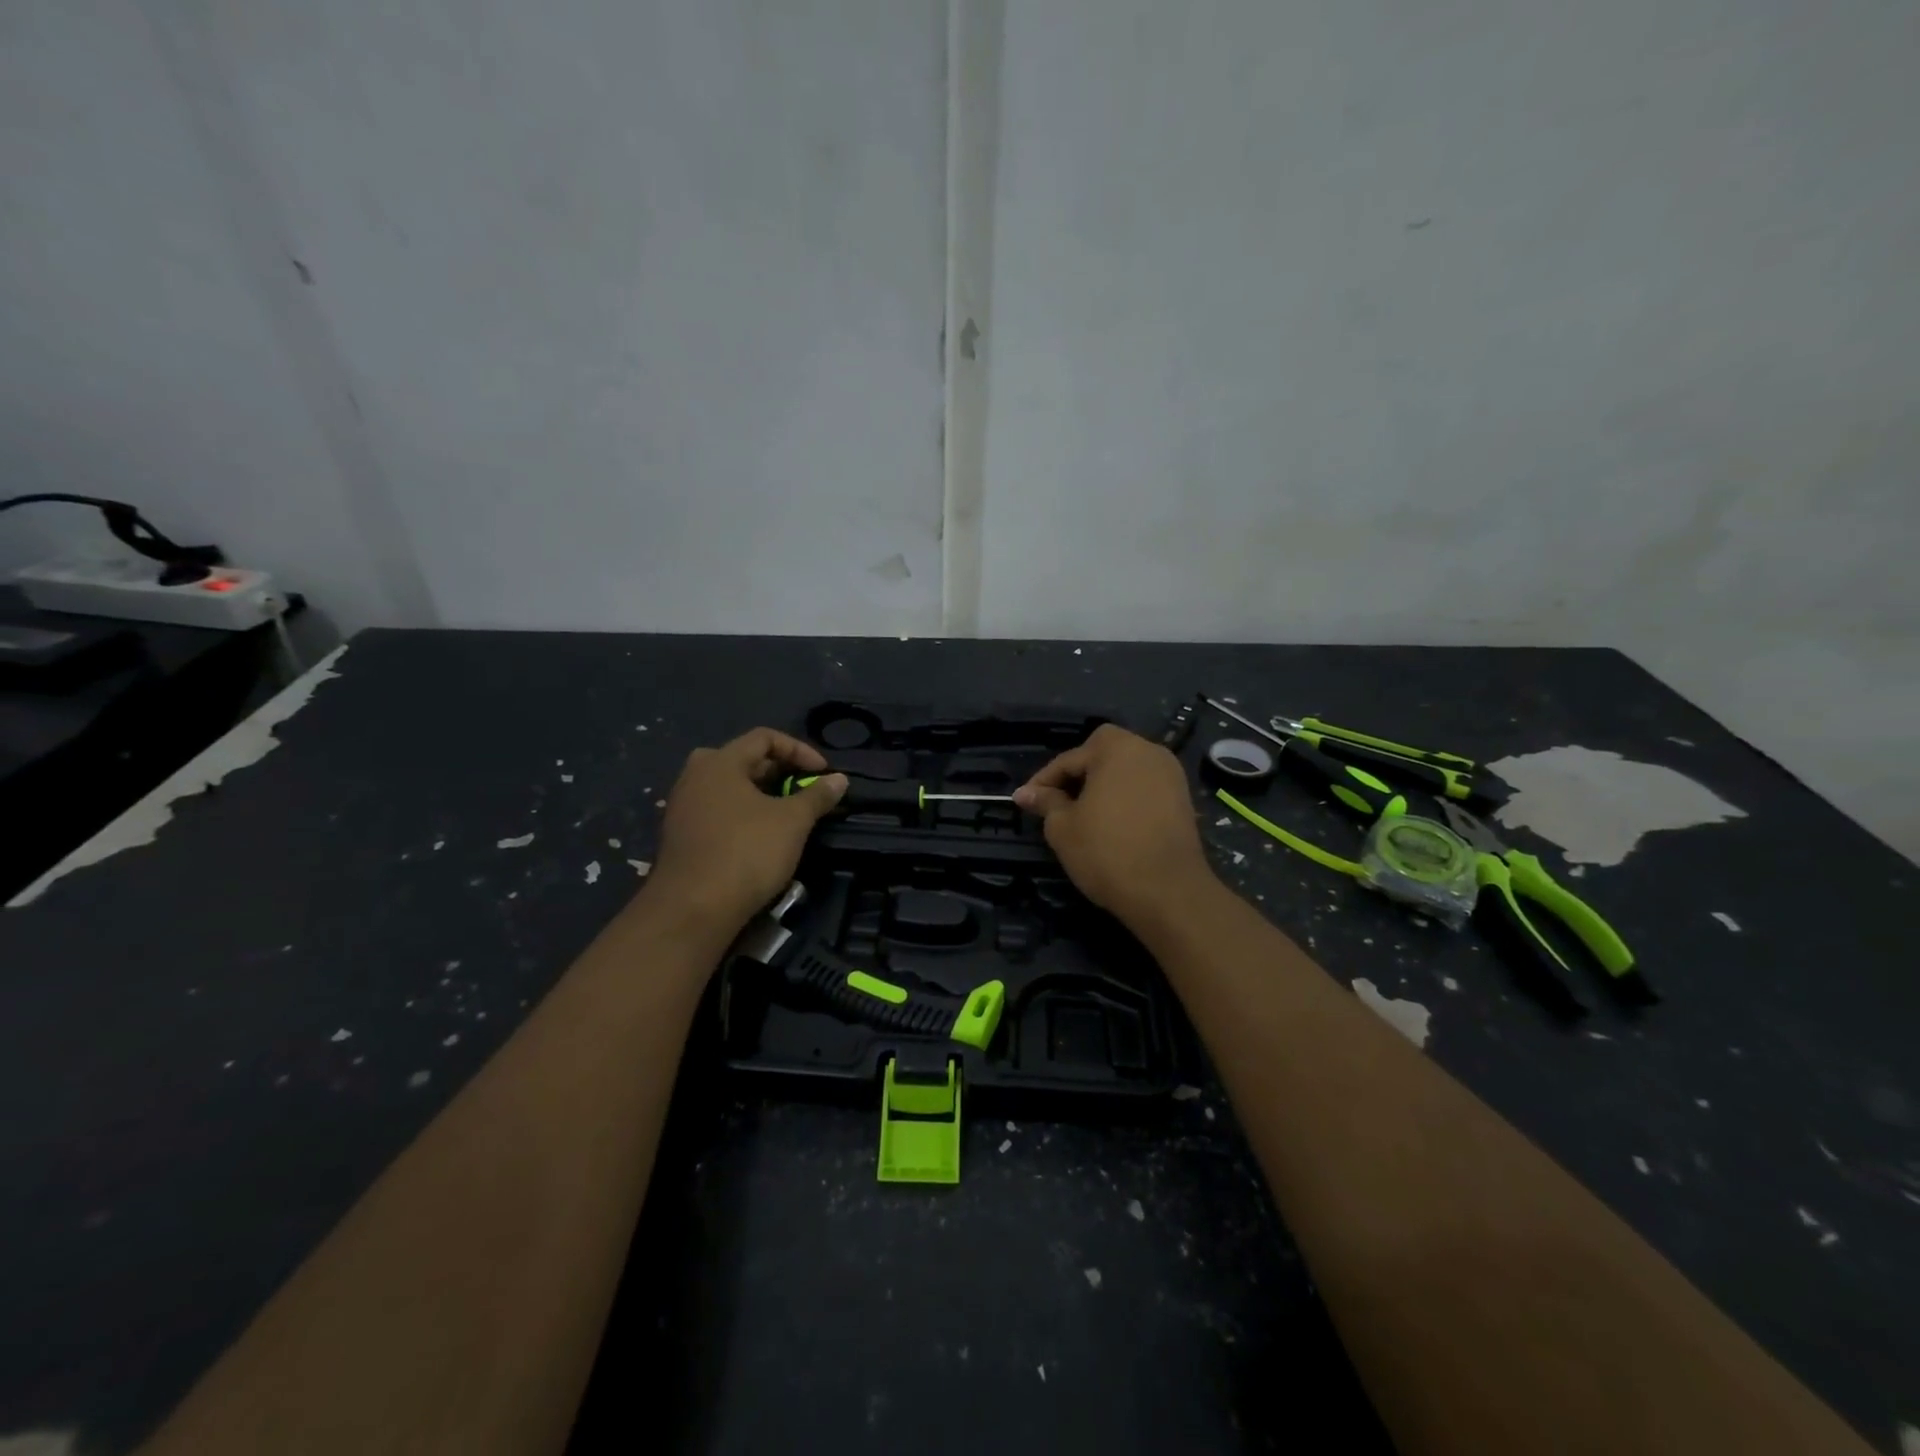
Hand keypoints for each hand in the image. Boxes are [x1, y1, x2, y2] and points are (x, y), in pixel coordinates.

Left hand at [644, 728, 845, 941]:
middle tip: (800, 789)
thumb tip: (840, 779)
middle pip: (742, 759)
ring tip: (784, 814)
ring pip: (727, 787)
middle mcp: (695, 777)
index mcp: (720, 762)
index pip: (764, 737)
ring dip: (760, 794)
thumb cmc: (747, 852)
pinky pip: (716, 810)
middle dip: (777, 770)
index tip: (822, 773)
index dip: (799, 749)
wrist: (693, 909)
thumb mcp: (793, 821)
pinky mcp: (680, 836)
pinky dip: (741, 814)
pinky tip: (758, 837)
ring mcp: (682, 807)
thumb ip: (817, 795)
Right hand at [1013, 724, 1215, 924]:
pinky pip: (1144, 790)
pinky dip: (1125, 800)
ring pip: (1124, 773)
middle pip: (1101, 757)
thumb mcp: (1062, 827)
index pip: (1069, 759)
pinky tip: (1111, 825)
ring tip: (1082, 816)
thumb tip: (1025, 793)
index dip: (1042, 782)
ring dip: (1102, 788)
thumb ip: (1045, 802)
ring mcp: (1171, 775)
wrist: (1168, 892)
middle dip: (1076, 777)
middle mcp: (1149, 751)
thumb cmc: (1106, 851)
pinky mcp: (1183, 800)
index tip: (1024, 801)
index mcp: (1117, 747)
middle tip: (1055, 805)